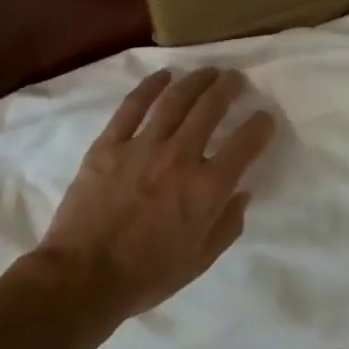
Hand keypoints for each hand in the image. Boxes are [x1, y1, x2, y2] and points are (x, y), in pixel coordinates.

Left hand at [37, 66, 276, 324]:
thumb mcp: (200, 260)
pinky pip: (132, 107)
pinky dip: (149, 87)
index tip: (265, 117)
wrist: (83, 277)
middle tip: (235, 79)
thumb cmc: (147, 275)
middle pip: (210, 109)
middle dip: (228, 88)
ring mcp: (142, 147)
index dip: (260, 126)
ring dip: (195, 81)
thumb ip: (227, 225)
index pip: (245, 144)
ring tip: (208, 71)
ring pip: (175, 100)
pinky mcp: (109, 145)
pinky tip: (163, 76)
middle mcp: (180, 158)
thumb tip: (242, 193)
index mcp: (207, 189)